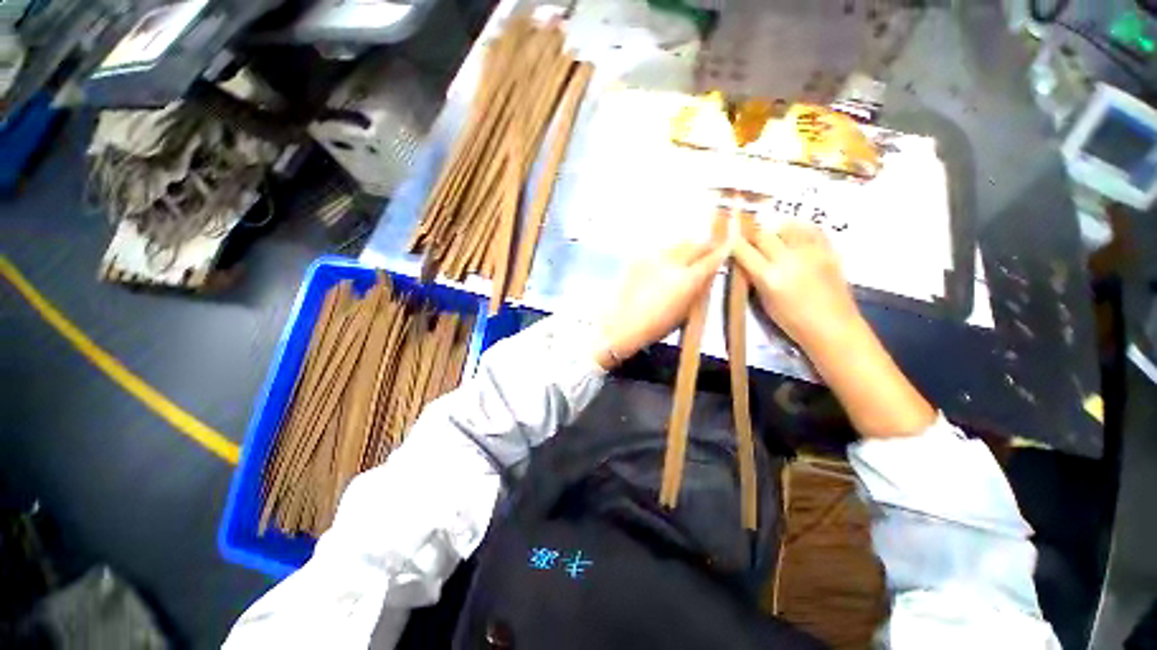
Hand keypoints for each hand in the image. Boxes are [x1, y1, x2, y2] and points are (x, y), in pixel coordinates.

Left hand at [596, 241, 728, 369]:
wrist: (619, 324)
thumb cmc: (655, 327)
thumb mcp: (685, 313)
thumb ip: (698, 290)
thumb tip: (708, 274)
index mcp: (687, 280)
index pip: (712, 258)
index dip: (723, 251)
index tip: (729, 247)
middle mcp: (672, 262)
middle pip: (696, 243)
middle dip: (705, 245)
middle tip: (709, 250)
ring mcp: (653, 257)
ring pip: (677, 243)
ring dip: (686, 247)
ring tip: (686, 257)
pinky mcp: (638, 257)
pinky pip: (659, 249)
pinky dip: (667, 253)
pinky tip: (664, 265)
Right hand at [733, 221, 934, 437]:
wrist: (833, 328)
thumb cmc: (792, 322)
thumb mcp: (764, 302)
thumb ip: (754, 278)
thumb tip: (745, 261)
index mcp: (770, 277)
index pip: (744, 250)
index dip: (734, 244)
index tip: (728, 241)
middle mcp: (789, 259)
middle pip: (763, 234)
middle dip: (752, 237)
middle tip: (749, 242)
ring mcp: (812, 252)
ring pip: (786, 227)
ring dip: (774, 230)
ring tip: (772, 238)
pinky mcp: (829, 250)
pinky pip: (811, 229)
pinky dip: (798, 229)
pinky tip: (793, 235)